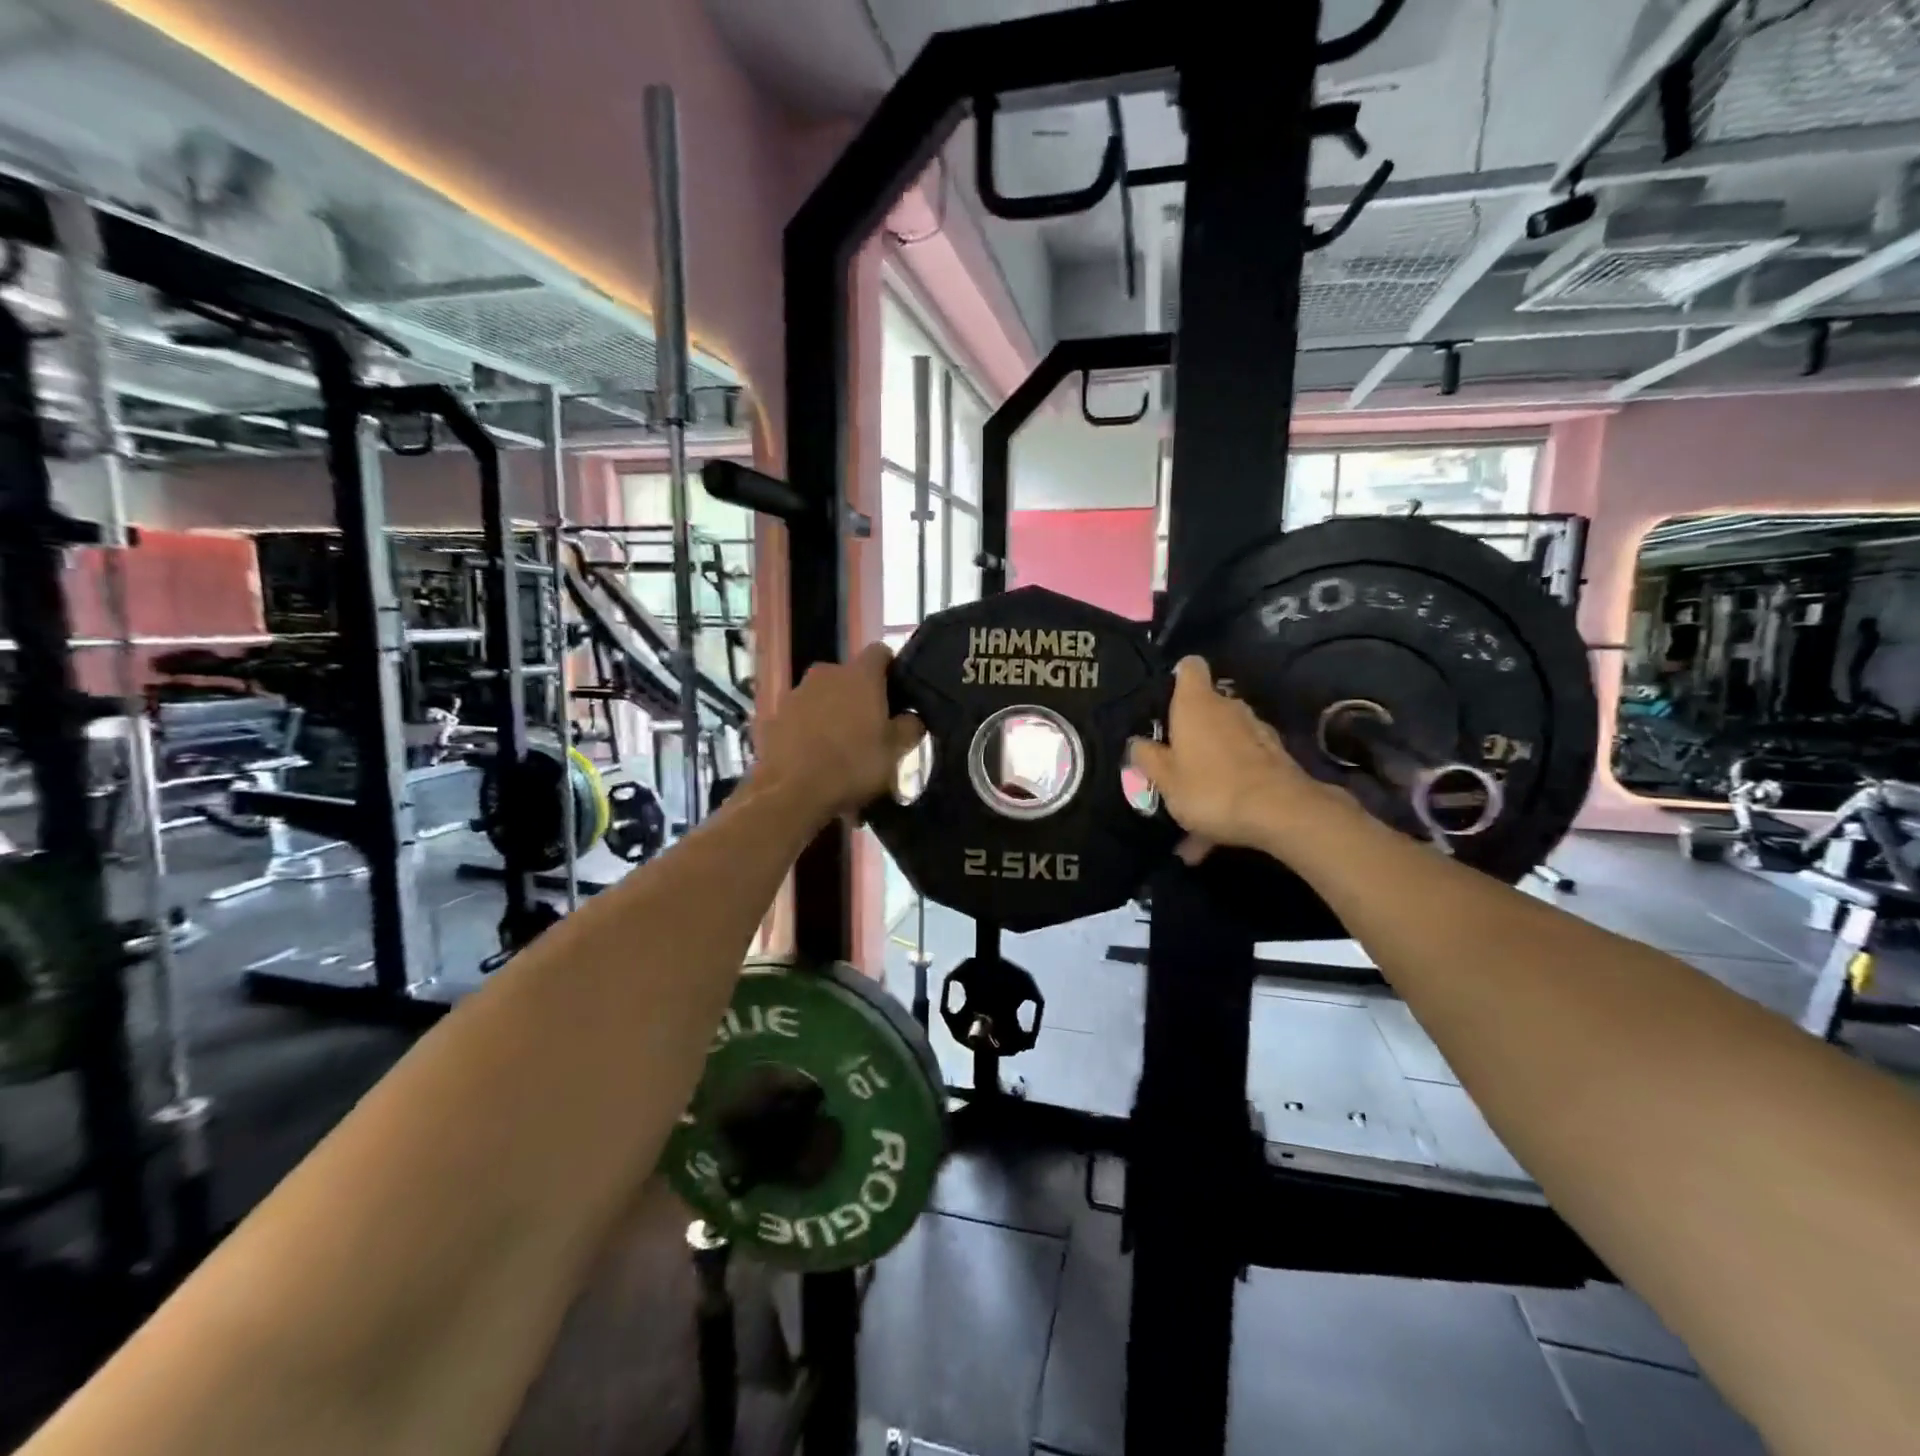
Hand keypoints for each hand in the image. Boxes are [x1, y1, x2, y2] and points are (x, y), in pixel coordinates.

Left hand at [751, 642, 923, 821]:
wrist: (792, 793)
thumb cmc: (854, 765)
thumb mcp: (897, 751)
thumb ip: (910, 726)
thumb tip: (911, 716)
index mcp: (859, 675)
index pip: (881, 653)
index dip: (890, 670)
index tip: (896, 696)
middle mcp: (825, 674)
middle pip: (848, 677)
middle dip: (859, 697)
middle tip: (869, 729)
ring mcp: (794, 694)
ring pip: (821, 697)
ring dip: (831, 714)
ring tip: (839, 749)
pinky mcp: (772, 717)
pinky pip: (798, 718)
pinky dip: (807, 731)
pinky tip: (812, 759)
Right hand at [1128, 656, 1357, 859]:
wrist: (1281, 813)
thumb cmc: (1210, 788)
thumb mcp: (1164, 779)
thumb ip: (1147, 757)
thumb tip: (1137, 742)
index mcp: (1196, 705)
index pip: (1190, 667)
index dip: (1177, 678)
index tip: (1166, 700)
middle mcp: (1229, 708)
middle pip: (1207, 707)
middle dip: (1191, 731)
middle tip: (1172, 763)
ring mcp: (1256, 731)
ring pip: (1224, 742)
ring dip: (1209, 766)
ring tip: (1193, 809)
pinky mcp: (1275, 757)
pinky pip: (1241, 769)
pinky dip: (1228, 790)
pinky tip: (1214, 834)